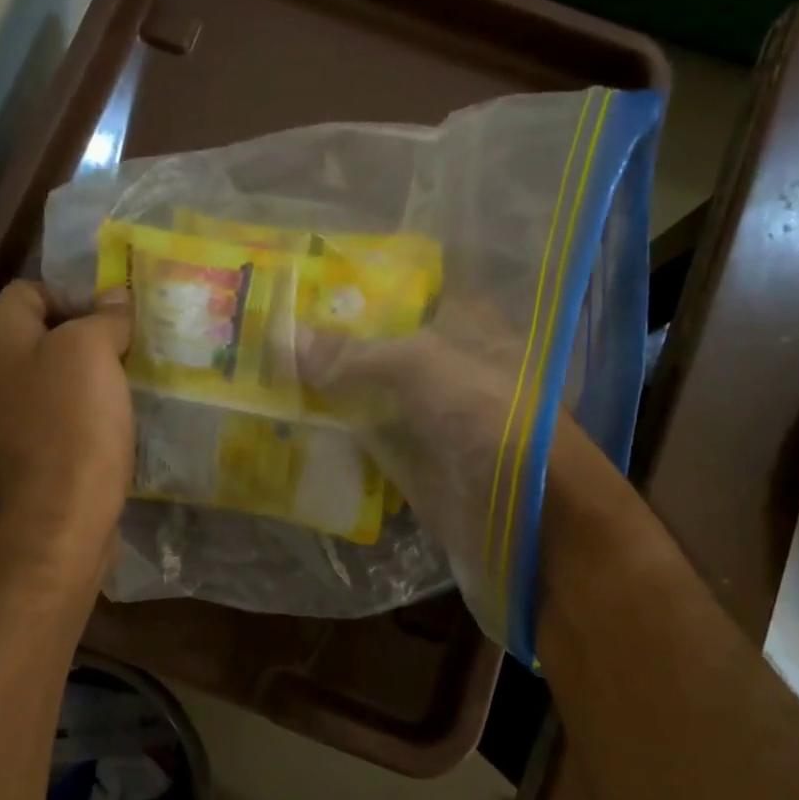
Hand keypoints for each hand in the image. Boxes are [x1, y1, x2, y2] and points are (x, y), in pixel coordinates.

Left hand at [0, 281, 133, 576]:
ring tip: (133, 376)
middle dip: (88, 331)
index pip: (26, 291)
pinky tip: (121, 417)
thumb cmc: (73, 425)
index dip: (70, 290)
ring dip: (94, 373)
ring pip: (56, 376)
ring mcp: (12, 419)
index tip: (113, 311)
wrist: (62, 520)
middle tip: (131, 341)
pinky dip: (91, 409)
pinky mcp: (35, 453)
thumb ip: (103, 317)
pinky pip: (63, 413)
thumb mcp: (91, 353)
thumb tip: (115, 298)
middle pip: (41, 333)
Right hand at [299, 301, 629, 647]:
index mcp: (464, 324)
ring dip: (326, 387)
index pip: (408, 290)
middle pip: (381, 343)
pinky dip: (333, 433)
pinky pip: (366, 439)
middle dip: (331, 337)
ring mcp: (431, 417)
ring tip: (265, 369)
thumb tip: (286, 339)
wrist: (533, 519)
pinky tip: (288, 423)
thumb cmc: (489, 419)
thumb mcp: (419, 368)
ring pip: (369, 392)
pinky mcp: (416, 462)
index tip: (307, 281)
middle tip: (268, 326)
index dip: (362, 283)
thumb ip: (353, 354)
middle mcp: (447, 365)